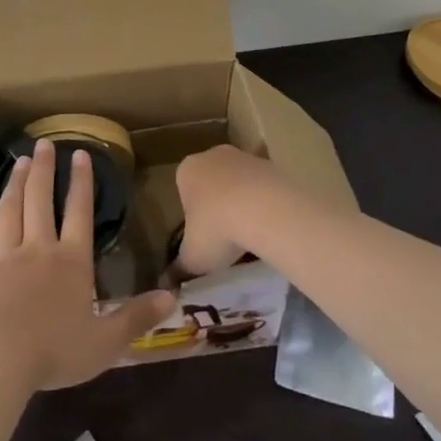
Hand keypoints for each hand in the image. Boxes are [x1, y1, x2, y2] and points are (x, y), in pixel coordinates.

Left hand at [0, 140, 175, 391]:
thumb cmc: (56, 351)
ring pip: (10, 212)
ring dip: (14, 185)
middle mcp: (38, 249)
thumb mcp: (107, 341)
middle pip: (41, 201)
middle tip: (43, 144)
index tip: (80, 154)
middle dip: (43, 170)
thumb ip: (137, 316)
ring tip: (18, 162)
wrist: (0, 360)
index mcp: (71, 262)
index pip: (79, 213)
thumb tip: (173, 296)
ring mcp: (4, 258)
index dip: (81, 183)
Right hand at [174, 144, 279, 276]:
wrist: (265, 210)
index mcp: (187, 170)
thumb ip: (179, 269)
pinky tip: (269, 228)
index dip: (192, 216)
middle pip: (212, 183)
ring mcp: (245, 157)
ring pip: (239, 184)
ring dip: (243, 204)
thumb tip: (168, 285)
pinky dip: (265, 204)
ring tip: (250, 237)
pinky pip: (264, 188)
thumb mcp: (192, 258)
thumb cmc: (216, 229)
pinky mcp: (272, 165)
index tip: (202, 238)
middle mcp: (213, 155)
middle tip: (225, 238)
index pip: (183, 190)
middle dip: (217, 206)